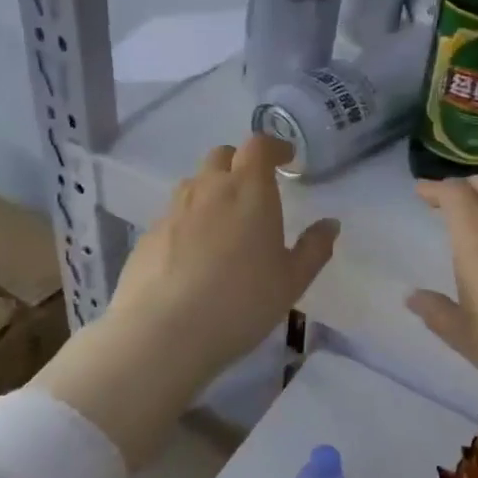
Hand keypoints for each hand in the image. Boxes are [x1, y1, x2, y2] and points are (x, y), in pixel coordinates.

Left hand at [106, 135, 338, 383]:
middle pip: (222, 156)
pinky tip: (194, 256)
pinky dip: (188, 222)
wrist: (163, 332)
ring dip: (212, 190)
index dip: (274, 147)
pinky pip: (173, 215)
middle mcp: (208, 188)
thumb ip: (314, 248)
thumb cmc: (240, 302)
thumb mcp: (291, 281)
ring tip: (224, 222)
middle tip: (255, 190)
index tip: (286, 159)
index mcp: (248, 190)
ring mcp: (173, 210)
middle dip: (240, 163)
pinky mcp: (147, 235)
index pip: (258, 145)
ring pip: (194, 184)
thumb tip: (330, 224)